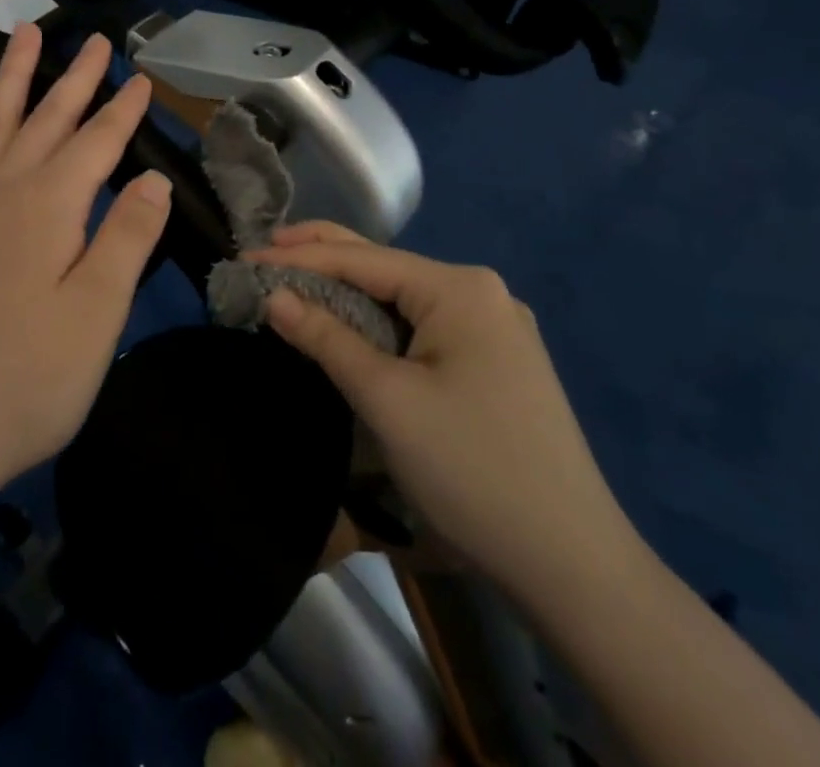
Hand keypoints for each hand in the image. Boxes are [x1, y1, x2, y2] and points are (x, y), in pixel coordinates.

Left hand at [0, 23, 170, 511]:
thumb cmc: (23, 381)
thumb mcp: (96, 316)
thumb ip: (126, 238)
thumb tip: (153, 179)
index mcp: (48, 206)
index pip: (97, 141)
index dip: (123, 110)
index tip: (143, 77)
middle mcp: (2, 190)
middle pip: (46, 117)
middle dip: (75, 75)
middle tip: (94, 38)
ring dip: (14, 77)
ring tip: (24, 37)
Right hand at [256, 222, 640, 610]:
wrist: (575, 567)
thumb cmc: (472, 470)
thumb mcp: (387, 400)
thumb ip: (326, 337)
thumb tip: (273, 295)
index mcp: (460, 288)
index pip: (363, 259)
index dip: (299, 257)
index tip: (245, 256)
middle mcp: (481, 293)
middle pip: (386, 267)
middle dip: (323, 257)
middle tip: (264, 252)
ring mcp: (494, 328)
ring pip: (403, 299)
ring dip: (349, 293)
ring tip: (295, 282)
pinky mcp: (496, 363)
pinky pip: (423, 327)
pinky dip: (379, 323)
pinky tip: (351, 323)